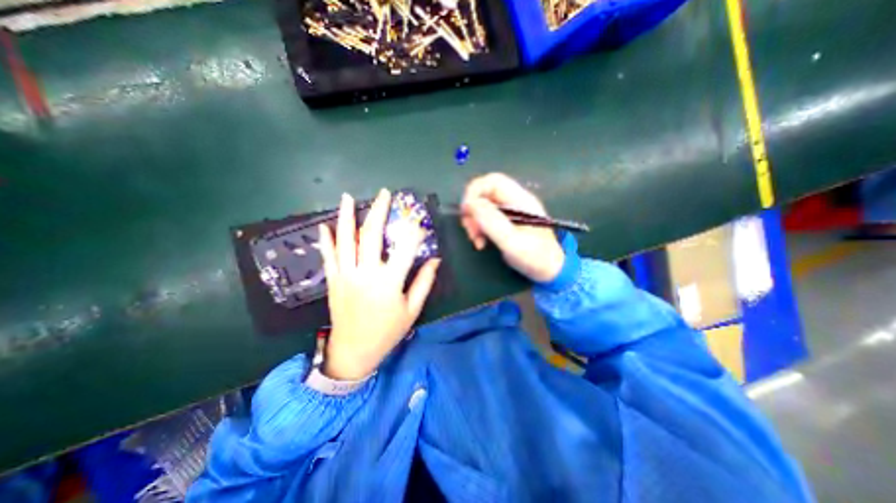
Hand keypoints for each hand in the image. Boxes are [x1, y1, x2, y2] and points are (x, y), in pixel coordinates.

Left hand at [318, 189, 439, 380]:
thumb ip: (424, 282)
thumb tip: (435, 259)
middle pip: (372, 236)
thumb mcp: (412, 310)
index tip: (418, 221)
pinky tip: (325, 224)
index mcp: (389, 282)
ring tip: (348, 198)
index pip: (405, 249)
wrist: (354, 351)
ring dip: (346, 217)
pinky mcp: (333, 281)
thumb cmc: (387, 331)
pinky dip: (326, 240)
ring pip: (345, 241)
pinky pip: (329, 256)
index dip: (413, 232)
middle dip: (378, 212)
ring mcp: (346, 275)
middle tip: (384, 194)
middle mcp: (366, 274)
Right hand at [458, 173, 561, 281]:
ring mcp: (509, 212)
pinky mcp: (504, 223)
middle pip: (484, 194)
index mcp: (520, 200)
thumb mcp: (512, 241)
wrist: (549, 271)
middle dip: (472, 210)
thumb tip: (469, 204)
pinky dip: (478, 229)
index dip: (475, 191)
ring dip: (473, 222)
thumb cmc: (535, 256)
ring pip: (482, 207)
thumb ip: (492, 221)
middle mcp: (513, 202)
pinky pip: (484, 219)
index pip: (493, 181)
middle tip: (470, 230)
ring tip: (476, 240)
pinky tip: (480, 243)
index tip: (465, 211)